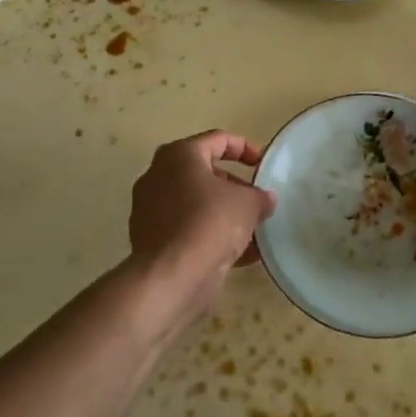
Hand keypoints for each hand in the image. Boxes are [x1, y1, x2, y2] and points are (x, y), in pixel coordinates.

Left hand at [126, 130, 275, 327]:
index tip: (262, 164)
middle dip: (234, 186)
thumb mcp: (248, 204)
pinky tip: (240, 254)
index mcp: (180, 155)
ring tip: (253, 230)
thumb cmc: (210, 223)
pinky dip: (211, 235)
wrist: (171, 276)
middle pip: (205, 173)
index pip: (217, 139)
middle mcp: (159, 176)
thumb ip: (260, 196)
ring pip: (196, 204)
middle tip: (256, 200)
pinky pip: (188, 228)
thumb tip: (264, 200)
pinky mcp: (151, 239)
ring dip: (224, 213)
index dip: (244, 148)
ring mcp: (150, 208)